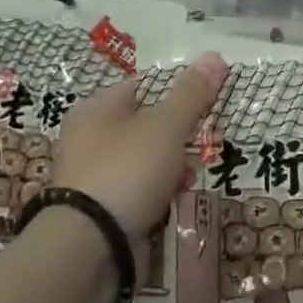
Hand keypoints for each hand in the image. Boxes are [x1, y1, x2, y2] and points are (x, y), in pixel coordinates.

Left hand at [51, 51, 227, 241]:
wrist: (88, 247)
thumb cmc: (126, 171)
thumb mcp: (165, 126)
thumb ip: (191, 94)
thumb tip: (215, 55)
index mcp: (95, 109)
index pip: (140, 87)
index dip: (173, 93)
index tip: (202, 107)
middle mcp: (87, 139)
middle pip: (144, 127)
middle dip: (176, 138)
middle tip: (199, 147)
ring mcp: (91, 178)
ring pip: (143, 163)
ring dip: (169, 170)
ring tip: (186, 180)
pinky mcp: (98, 212)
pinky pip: (136, 194)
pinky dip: (155, 196)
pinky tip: (170, 204)